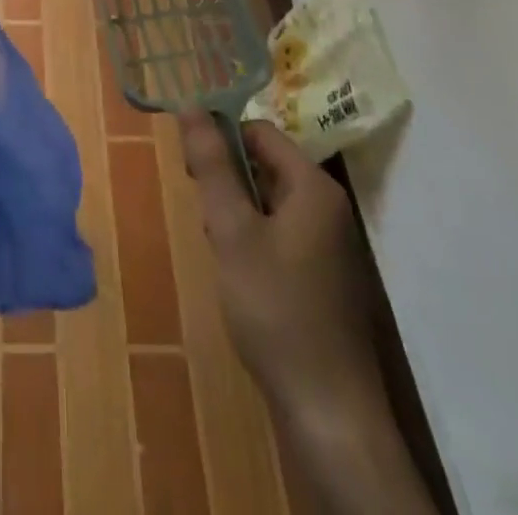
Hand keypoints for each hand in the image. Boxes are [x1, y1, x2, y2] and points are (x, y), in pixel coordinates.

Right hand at [179, 111, 381, 414]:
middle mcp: (327, 206)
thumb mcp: (232, 230)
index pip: (259, 131)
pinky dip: (254, 239)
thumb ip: (212, 166)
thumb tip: (192, 106)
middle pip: (266, 164)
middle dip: (228, 180)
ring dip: (238, 212)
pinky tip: (239, 273)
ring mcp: (329, 243)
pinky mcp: (323, 275)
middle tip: (202, 212)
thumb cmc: (275, 308)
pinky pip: (281, 233)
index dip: (221, 138)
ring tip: (219, 247)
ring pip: (270, 201)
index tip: (188, 165)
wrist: (328, 410)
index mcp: (313, 186)